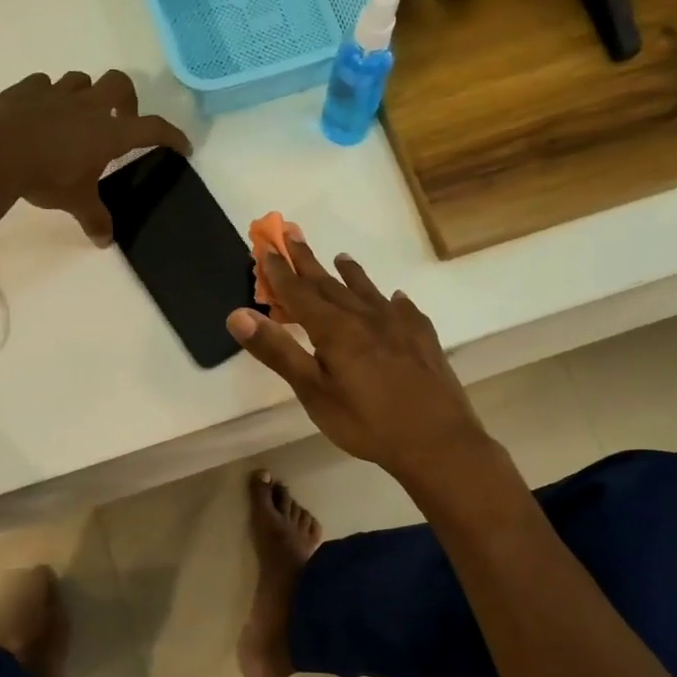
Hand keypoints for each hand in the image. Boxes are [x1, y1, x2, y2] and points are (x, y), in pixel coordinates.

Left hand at [0, 70, 189, 243]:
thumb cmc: (45, 177)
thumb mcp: (75, 202)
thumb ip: (94, 218)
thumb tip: (104, 242)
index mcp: (109, 132)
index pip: (153, 128)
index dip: (172, 135)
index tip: (182, 146)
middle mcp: (88, 106)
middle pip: (120, 83)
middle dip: (128, 99)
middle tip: (122, 120)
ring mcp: (56, 93)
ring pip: (82, 79)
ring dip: (87, 94)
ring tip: (78, 117)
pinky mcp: (26, 89)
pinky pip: (45, 84)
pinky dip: (49, 96)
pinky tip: (41, 113)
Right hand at [227, 233, 491, 482]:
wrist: (438, 441)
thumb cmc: (367, 422)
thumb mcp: (314, 392)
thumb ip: (278, 352)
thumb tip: (238, 315)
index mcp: (335, 330)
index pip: (300, 292)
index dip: (280, 271)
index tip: (266, 246)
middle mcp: (366, 317)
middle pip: (331, 284)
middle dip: (308, 261)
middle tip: (292, 235)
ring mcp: (399, 326)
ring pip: (368, 291)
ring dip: (350, 274)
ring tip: (341, 258)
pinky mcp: (423, 339)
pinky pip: (404, 309)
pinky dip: (392, 300)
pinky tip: (395, 299)